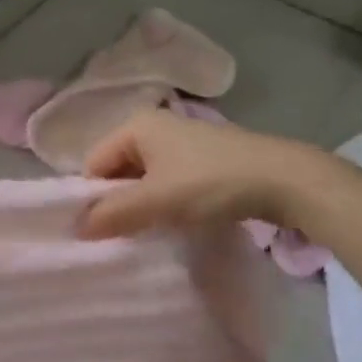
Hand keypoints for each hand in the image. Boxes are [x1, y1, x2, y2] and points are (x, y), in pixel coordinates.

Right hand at [78, 110, 338, 240]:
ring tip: (155, 231)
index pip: (94, 163)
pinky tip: (179, 221)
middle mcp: (154, 126)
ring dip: (145, 205)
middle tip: (128, 235)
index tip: (104, 231)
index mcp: (135, 125)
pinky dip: (167, 202)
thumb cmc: (211, 182)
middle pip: (118, 170)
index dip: (94, 198)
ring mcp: (180, 141)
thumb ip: (113, 214)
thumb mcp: (157, 201)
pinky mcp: (203, 158)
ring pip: (144, 178)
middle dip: (120, 202)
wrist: (284, 180)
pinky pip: (168, 181)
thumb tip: (76, 228)